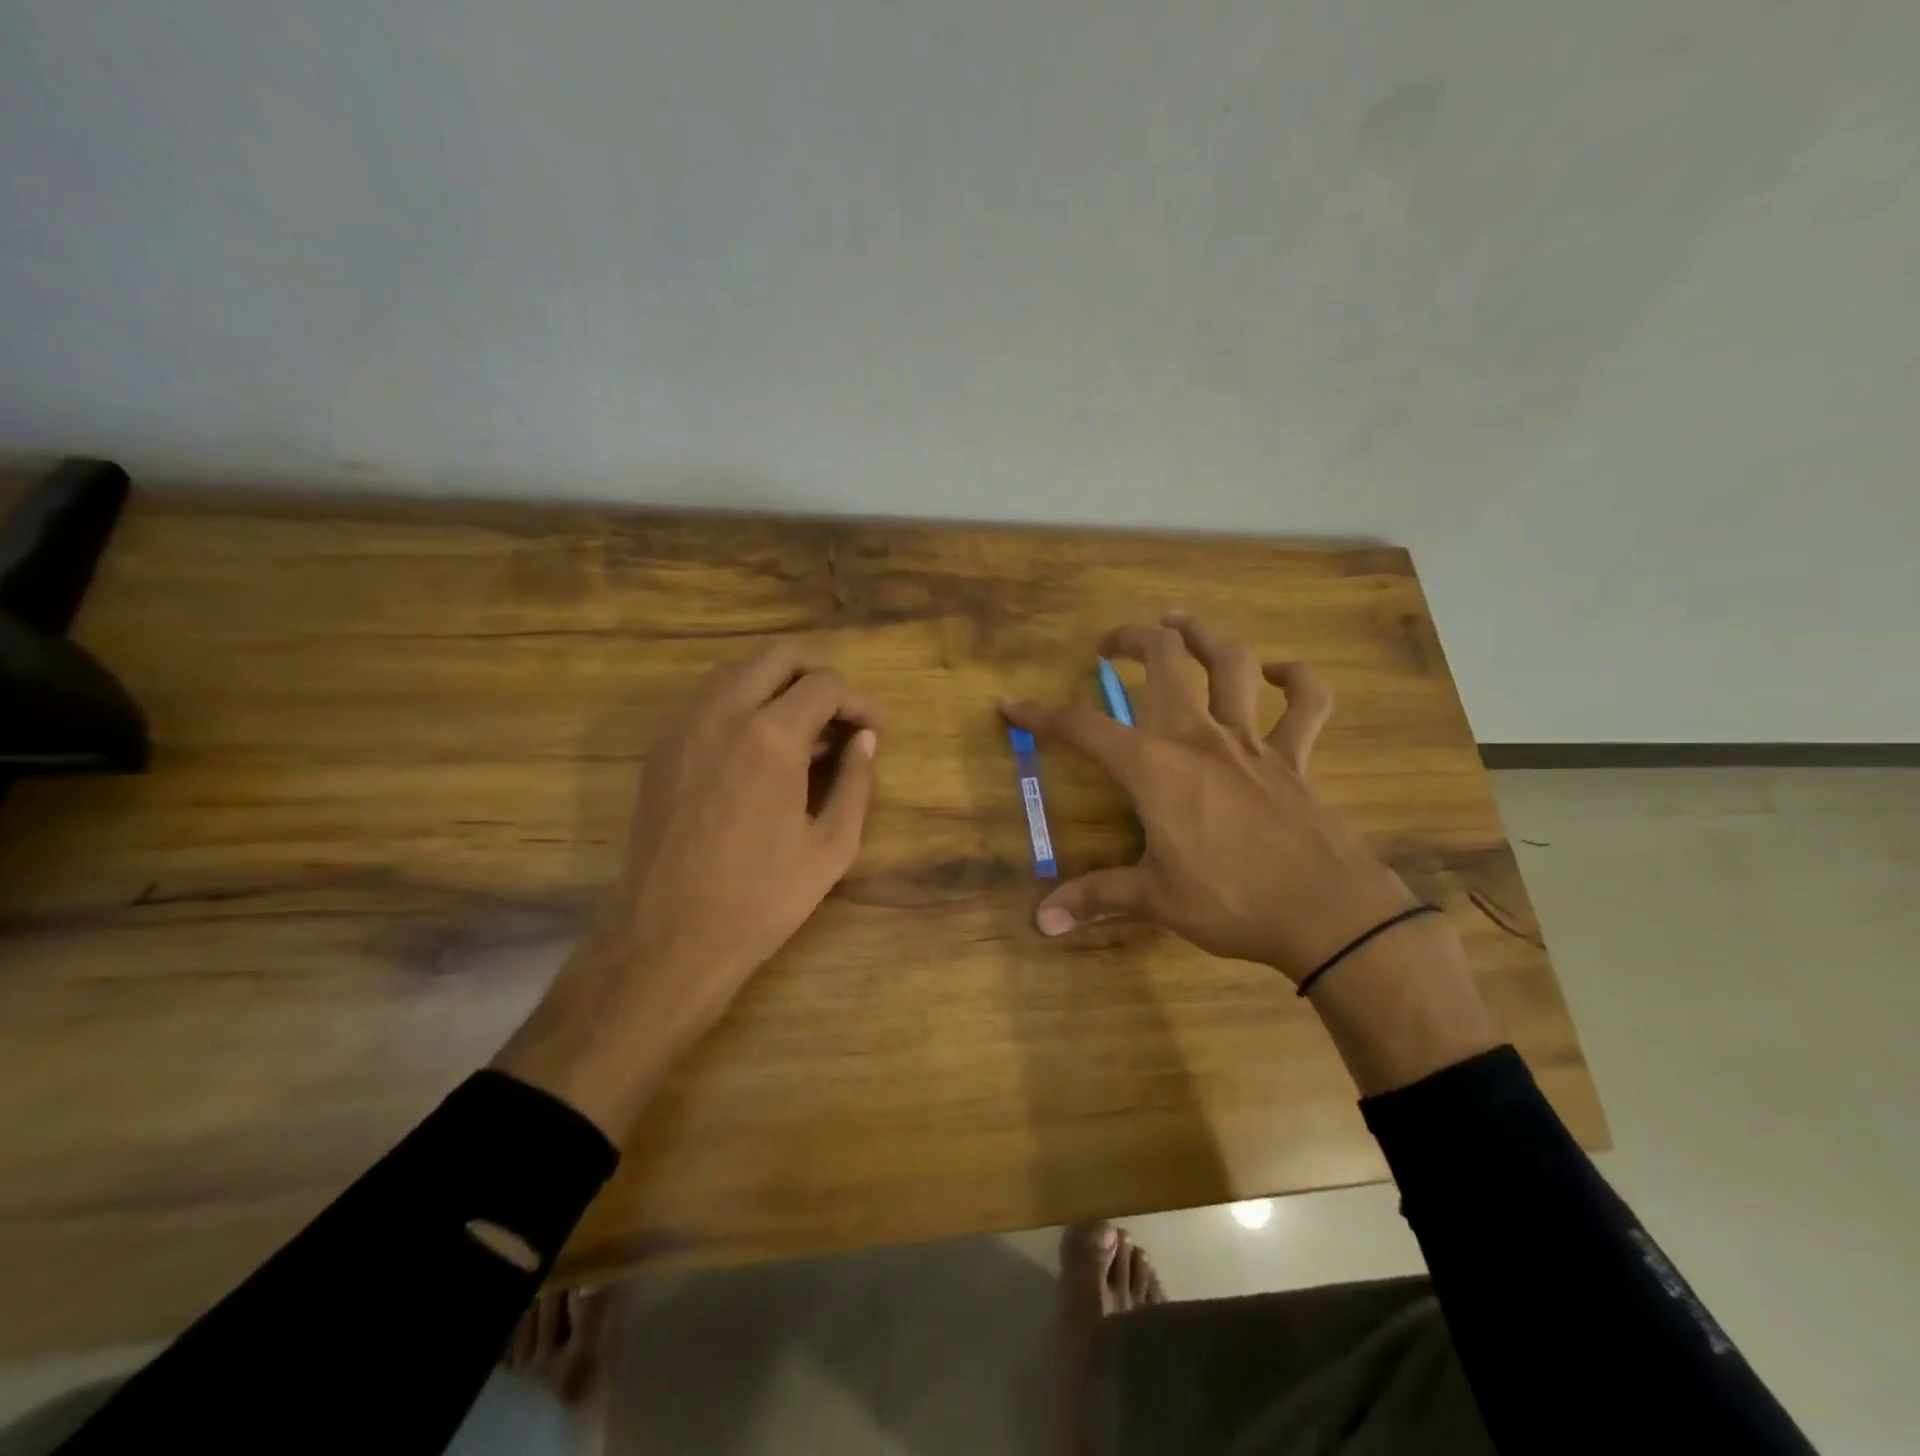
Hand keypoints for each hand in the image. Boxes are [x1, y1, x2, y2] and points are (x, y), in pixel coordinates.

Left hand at [495, 645, 880, 1139]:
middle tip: (843, 716)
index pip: (826, 685)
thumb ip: (857, 782)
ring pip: (738, 670)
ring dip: (779, 685)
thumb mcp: (832, 846)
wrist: (670, 937)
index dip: (861, 701)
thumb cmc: (762, 897)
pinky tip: (762, 746)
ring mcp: (684, 725)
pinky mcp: (661, 747)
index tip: (879, 728)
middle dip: (820, 675)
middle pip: (778, 656)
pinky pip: (709, 698)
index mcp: (771, 736)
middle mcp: (722, 713)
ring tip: (806, 731)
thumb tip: (866, 740)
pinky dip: (744, 702)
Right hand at [1000, 613, 1417, 983]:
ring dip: (1205, 634)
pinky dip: (1295, 680)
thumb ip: (1096, 898)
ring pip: (1231, 663)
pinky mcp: (1295, 757)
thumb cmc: (1230, 901)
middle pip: (1165, 659)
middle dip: (1132, 638)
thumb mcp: (1154, 899)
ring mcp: (1251, 741)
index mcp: (1154, 766)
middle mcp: (1198, 737)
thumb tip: (1042, 922)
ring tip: (1181, 623)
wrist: (1326, 913)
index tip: (1013, 705)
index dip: (1042, 715)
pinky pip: (1306, 704)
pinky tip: (1278, 674)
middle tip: (1109, 643)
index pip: (1083, 728)